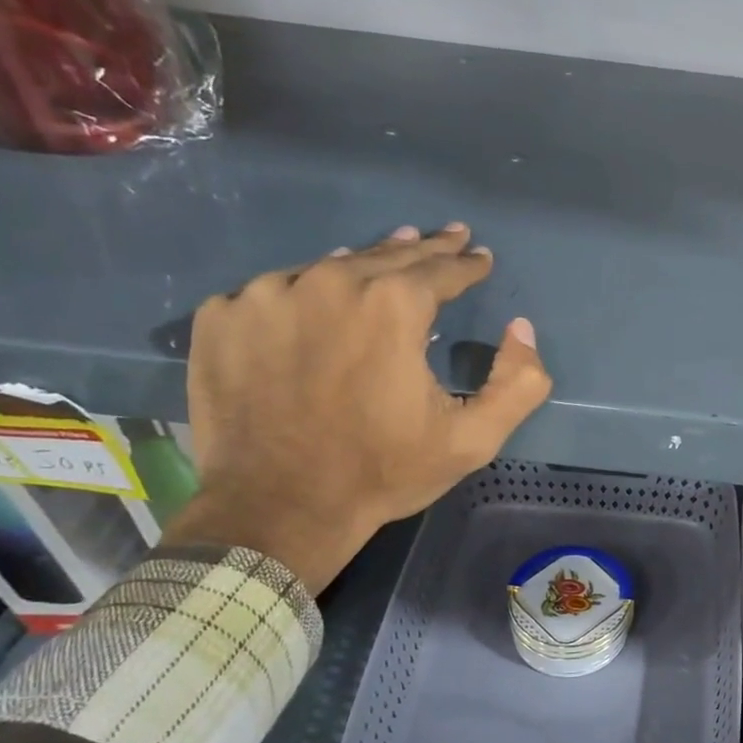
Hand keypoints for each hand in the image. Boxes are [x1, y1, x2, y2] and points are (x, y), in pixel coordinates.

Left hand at [163, 223, 551, 593]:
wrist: (279, 508)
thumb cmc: (383, 471)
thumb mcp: (473, 439)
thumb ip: (518, 382)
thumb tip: (521, 328)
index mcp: (392, 306)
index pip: (441, 269)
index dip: (467, 263)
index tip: (480, 255)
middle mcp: (328, 283)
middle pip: (386, 255)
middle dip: (423, 247)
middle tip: (446, 235)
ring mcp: (265, 295)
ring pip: (326, 269)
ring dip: (362, 264)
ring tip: (384, 256)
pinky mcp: (221, 317)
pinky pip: (271, 293)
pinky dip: (298, 296)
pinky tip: (311, 308)